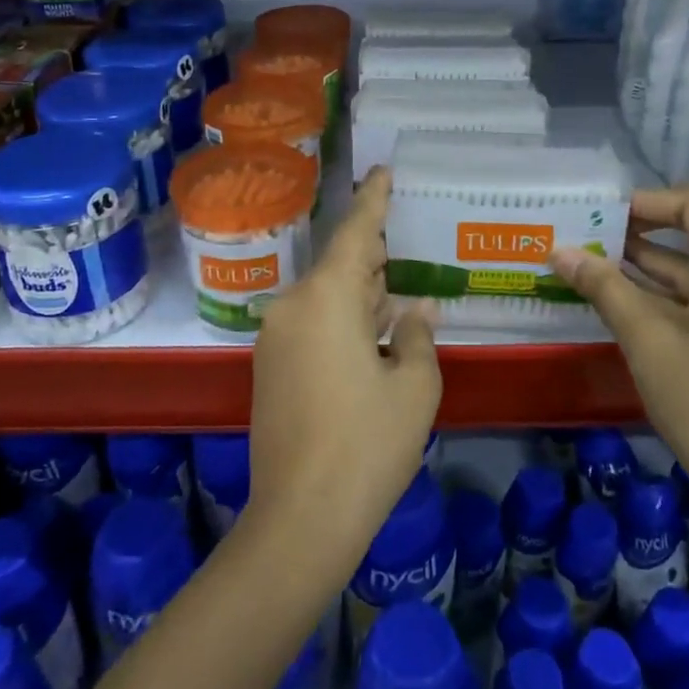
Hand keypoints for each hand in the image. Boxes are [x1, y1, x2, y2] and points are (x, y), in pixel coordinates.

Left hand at [247, 168, 442, 571]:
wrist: (301, 518)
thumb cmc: (368, 444)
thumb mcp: (414, 387)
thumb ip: (418, 337)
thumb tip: (417, 311)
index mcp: (326, 298)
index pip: (354, 232)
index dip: (373, 199)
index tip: (383, 170)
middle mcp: (293, 307)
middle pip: (340, 266)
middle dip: (374, 257)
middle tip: (407, 239)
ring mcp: (276, 339)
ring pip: (327, 298)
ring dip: (361, 294)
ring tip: (399, 285)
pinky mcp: (270, 369)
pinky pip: (313, 325)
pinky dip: (345, 320)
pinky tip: (376, 330)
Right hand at [551, 182, 688, 508]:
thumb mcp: (646, 339)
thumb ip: (604, 287)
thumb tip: (559, 251)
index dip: (653, 201)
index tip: (609, 214)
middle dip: (655, 223)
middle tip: (608, 229)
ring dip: (662, 254)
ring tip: (607, 255)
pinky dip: (678, 283)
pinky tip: (633, 290)